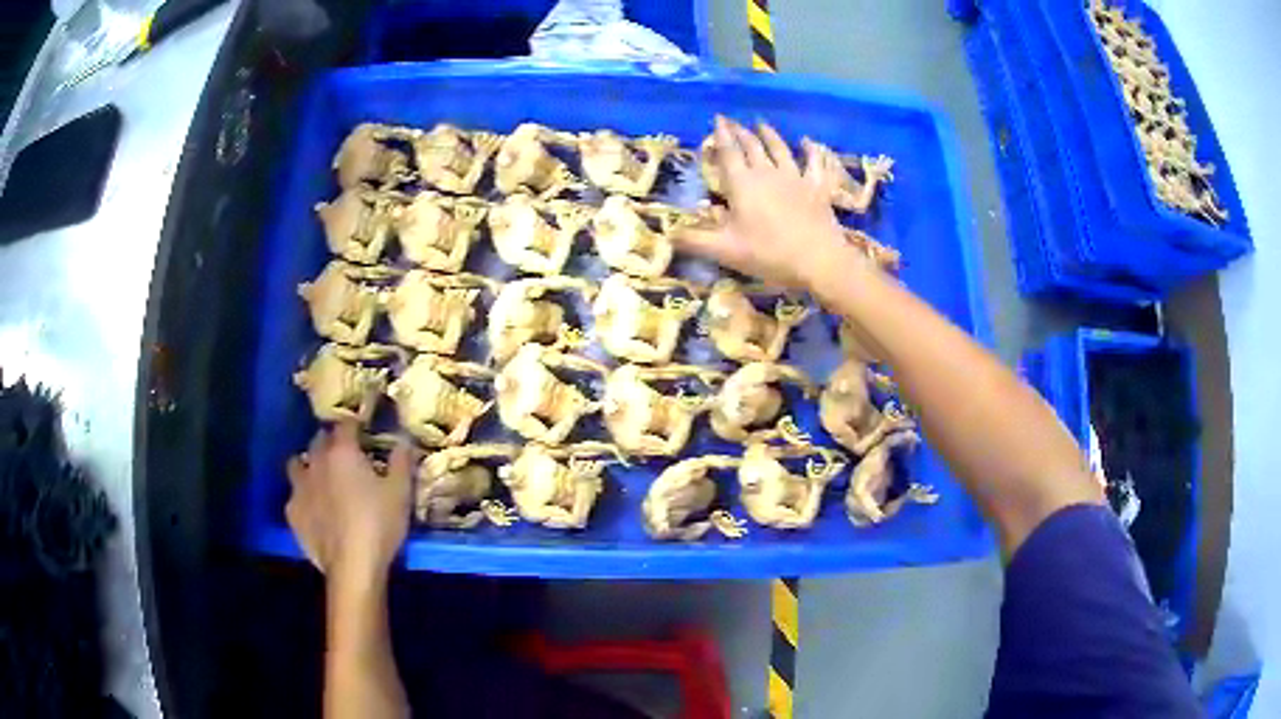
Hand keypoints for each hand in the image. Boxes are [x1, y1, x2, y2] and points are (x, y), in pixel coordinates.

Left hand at [286, 422, 414, 584]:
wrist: (352, 566)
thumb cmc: (379, 524)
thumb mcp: (401, 492)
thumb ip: (401, 461)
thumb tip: (404, 438)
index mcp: (343, 452)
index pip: (346, 424)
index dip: (356, 425)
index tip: (365, 431)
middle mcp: (316, 462)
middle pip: (319, 440)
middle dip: (331, 442)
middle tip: (346, 456)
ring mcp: (299, 487)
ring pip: (297, 463)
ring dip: (308, 465)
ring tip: (322, 478)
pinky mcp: (292, 513)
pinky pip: (295, 495)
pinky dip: (304, 497)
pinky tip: (314, 509)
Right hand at [677, 117, 868, 290]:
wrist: (818, 260)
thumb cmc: (769, 254)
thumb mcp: (725, 251)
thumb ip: (695, 240)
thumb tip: (668, 234)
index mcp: (742, 184)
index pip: (728, 153)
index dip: (721, 135)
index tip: (716, 120)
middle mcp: (767, 173)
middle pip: (752, 146)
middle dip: (740, 132)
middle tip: (733, 122)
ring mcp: (795, 178)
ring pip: (780, 149)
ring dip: (769, 135)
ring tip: (761, 124)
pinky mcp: (817, 188)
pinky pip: (814, 163)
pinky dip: (811, 151)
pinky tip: (808, 142)